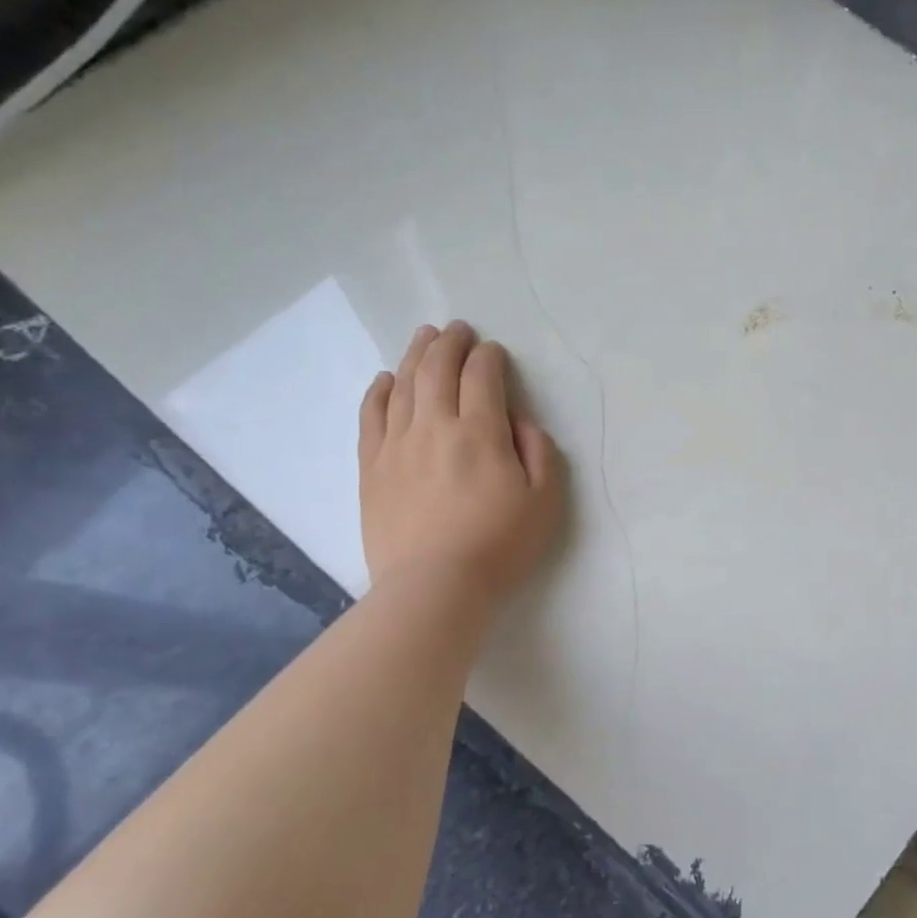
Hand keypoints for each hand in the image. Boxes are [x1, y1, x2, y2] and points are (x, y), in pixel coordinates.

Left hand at [357, 321, 562, 605]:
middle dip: (450, 343)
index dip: (489, 357)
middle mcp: (435, 426)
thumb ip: (539, 452)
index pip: (482, 376)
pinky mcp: (372, 466)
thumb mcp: (544, 501)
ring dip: (415, 355)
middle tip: (457, 330)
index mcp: (480, 432)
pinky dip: (380, 391)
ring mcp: (397, 444)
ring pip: (404, 384)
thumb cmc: (499, 545)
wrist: (434, 587)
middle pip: (438, 369)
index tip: (494, 353)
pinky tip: (386, 379)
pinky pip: (372, 415)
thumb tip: (519, 421)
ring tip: (424, 337)